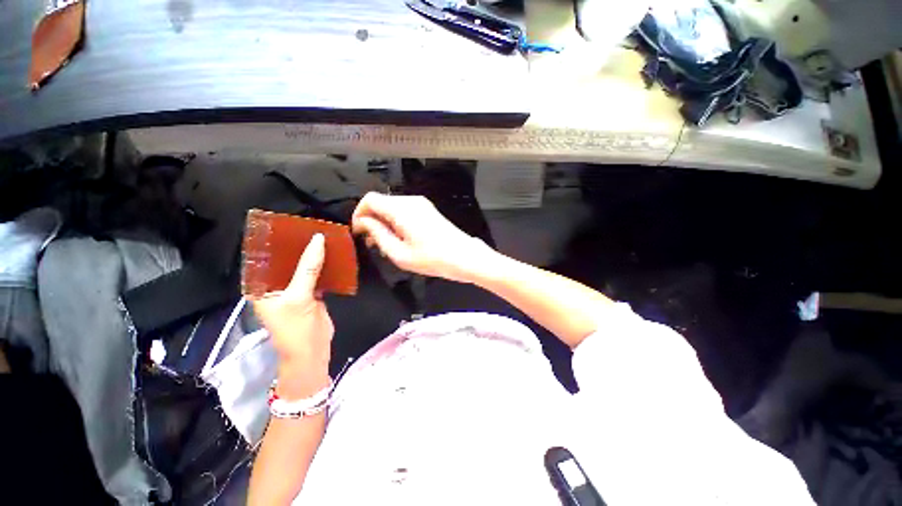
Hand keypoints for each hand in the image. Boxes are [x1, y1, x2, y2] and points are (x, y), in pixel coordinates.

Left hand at [252, 233, 332, 397]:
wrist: (313, 350)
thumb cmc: (295, 327)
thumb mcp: (299, 296)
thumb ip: (308, 268)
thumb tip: (318, 239)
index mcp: (260, 287)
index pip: (263, 258)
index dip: (274, 242)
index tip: (288, 224)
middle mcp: (274, 286)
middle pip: (285, 261)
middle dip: (297, 246)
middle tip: (309, 227)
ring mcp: (294, 289)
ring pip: (303, 267)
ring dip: (312, 255)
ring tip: (322, 236)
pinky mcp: (310, 293)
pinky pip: (316, 274)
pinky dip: (324, 265)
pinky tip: (332, 253)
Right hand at [351, 192, 494, 282]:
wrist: (464, 257)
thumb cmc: (432, 259)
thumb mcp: (399, 253)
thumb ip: (378, 234)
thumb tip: (364, 222)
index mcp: (401, 209)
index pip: (370, 199)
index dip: (359, 214)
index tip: (358, 233)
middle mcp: (411, 200)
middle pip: (381, 202)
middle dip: (372, 220)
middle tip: (371, 243)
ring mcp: (421, 204)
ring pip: (393, 207)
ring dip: (384, 223)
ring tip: (385, 245)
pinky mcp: (428, 210)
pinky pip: (405, 211)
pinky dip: (396, 222)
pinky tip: (400, 239)